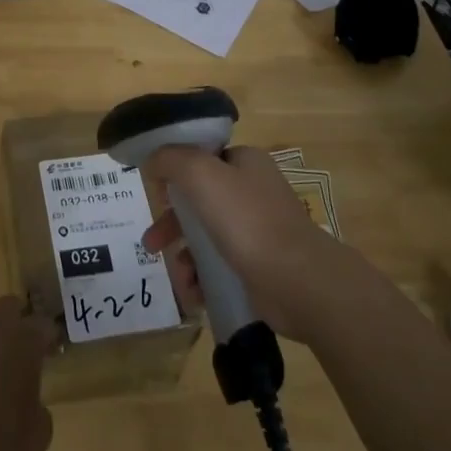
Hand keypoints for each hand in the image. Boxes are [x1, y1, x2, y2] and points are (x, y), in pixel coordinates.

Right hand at [141, 145, 353, 341]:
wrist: (298, 281)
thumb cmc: (247, 219)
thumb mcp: (200, 174)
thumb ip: (170, 159)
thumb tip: (152, 161)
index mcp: (244, 161)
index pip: (201, 157)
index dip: (174, 173)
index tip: (155, 194)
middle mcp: (252, 191)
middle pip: (198, 200)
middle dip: (171, 224)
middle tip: (152, 244)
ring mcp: (258, 229)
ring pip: (206, 236)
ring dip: (185, 256)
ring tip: (178, 277)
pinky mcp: (259, 265)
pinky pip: (220, 265)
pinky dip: (203, 277)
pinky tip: (194, 293)